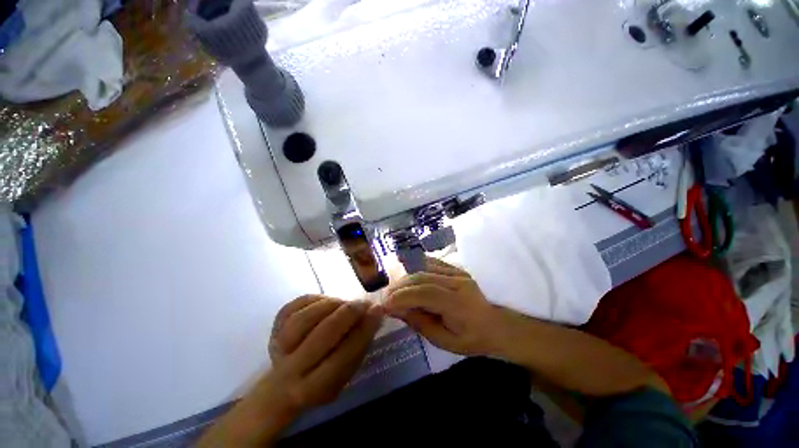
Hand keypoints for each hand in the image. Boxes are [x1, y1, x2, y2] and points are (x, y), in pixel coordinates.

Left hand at [198, 295, 381, 446]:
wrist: (284, 383)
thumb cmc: (323, 377)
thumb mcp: (346, 372)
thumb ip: (361, 344)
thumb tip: (376, 313)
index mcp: (314, 388)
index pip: (343, 357)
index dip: (363, 331)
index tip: (378, 311)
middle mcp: (292, 370)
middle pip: (322, 335)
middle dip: (348, 314)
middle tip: (364, 303)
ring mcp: (278, 346)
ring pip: (305, 318)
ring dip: (332, 305)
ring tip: (345, 303)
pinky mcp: (274, 326)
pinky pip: (295, 305)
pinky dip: (316, 299)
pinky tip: (328, 302)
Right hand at [383, 258, 503, 355]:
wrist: (494, 324)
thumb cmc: (470, 339)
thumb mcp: (443, 341)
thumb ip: (419, 322)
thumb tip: (395, 309)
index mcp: (458, 304)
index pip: (425, 293)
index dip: (402, 297)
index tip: (385, 305)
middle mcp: (457, 282)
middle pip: (421, 277)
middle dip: (400, 286)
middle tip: (386, 297)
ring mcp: (457, 272)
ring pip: (424, 268)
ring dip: (405, 277)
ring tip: (394, 288)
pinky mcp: (456, 268)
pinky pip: (431, 262)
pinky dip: (416, 267)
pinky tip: (407, 275)